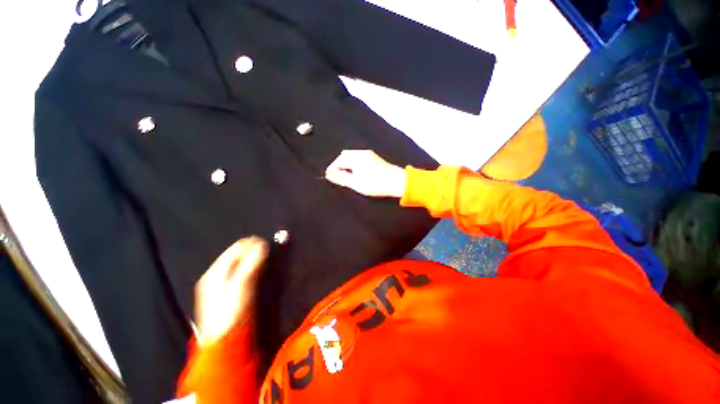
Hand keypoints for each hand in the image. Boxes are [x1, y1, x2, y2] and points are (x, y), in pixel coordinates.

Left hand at [194, 237, 267, 345]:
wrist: (224, 340)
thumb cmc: (231, 311)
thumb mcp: (241, 285)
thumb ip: (251, 263)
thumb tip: (262, 244)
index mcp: (215, 272)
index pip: (234, 250)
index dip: (249, 244)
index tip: (265, 242)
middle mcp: (215, 275)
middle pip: (235, 256)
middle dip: (251, 251)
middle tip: (266, 250)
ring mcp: (220, 284)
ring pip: (238, 264)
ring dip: (251, 259)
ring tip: (264, 257)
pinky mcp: (227, 291)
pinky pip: (239, 272)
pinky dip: (249, 268)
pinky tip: (257, 269)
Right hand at [325, 150, 405, 197]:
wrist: (398, 181)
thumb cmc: (376, 184)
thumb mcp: (357, 184)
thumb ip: (342, 178)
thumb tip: (329, 175)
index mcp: (356, 158)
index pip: (339, 161)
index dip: (332, 168)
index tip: (328, 176)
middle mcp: (361, 153)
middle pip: (344, 156)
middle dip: (338, 165)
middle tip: (335, 176)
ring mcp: (368, 154)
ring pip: (351, 156)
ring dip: (345, 164)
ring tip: (344, 175)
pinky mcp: (373, 157)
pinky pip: (358, 157)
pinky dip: (352, 163)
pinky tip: (354, 171)